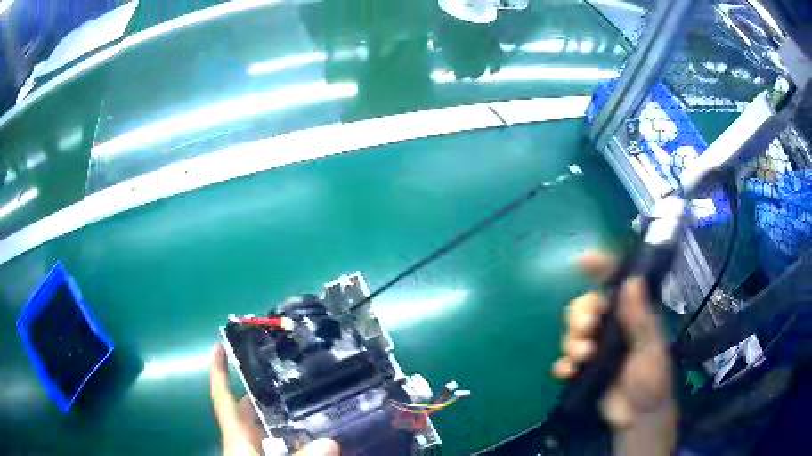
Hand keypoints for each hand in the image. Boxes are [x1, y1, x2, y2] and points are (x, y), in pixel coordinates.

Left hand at [210, 343, 339, 455]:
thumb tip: (331, 443)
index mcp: (237, 439)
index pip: (223, 400)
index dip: (219, 372)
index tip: (220, 345)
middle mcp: (247, 442)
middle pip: (253, 410)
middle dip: (270, 391)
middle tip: (296, 370)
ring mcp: (261, 451)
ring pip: (274, 429)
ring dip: (292, 416)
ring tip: (318, 397)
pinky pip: (289, 445)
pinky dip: (303, 439)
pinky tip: (325, 434)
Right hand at [552, 252, 675, 453]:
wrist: (638, 416)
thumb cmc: (652, 378)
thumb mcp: (651, 347)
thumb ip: (640, 317)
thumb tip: (632, 280)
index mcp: (632, 315)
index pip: (617, 284)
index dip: (601, 268)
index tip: (584, 261)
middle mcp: (612, 327)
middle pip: (586, 306)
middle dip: (580, 314)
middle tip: (586, 328)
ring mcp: (596, 348)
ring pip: (572, 332)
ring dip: (572, 341)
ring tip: (583, 356)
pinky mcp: (583, 370)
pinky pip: (565, 360)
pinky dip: (563, 364)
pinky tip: (567, 372)